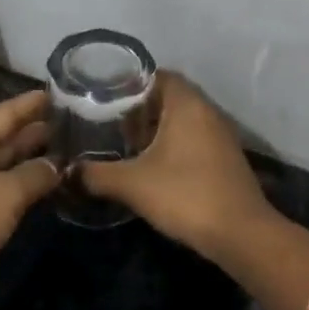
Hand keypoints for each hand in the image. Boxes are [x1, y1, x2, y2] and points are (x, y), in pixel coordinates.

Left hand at [0, 90, 60, 308]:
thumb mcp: (3, 196)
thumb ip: (34, 176)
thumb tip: (56, 165)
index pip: (3, 113)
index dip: (31, 104)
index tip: (58, 93)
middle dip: (31, 133)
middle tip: (69, 126)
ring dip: (23, 160)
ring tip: (59, 155)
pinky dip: (11, 186)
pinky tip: (31, 189)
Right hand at [79, 72, 272, 259]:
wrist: (240, 234)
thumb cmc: (185, 195)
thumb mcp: (132, 184)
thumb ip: (96, 174)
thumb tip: (68, 171)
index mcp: (188, 104)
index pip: (158, 75)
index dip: (130, 82)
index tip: (104, 94)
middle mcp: (208, 111)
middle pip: (170, 97)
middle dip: (139, 107)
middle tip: (108, 119)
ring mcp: (221, 136)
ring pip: (183, 120)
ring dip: (156, 127)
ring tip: (124, 142)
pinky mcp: (226, 159)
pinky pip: (194, 139)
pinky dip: (172, 144)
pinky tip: (151, 164)